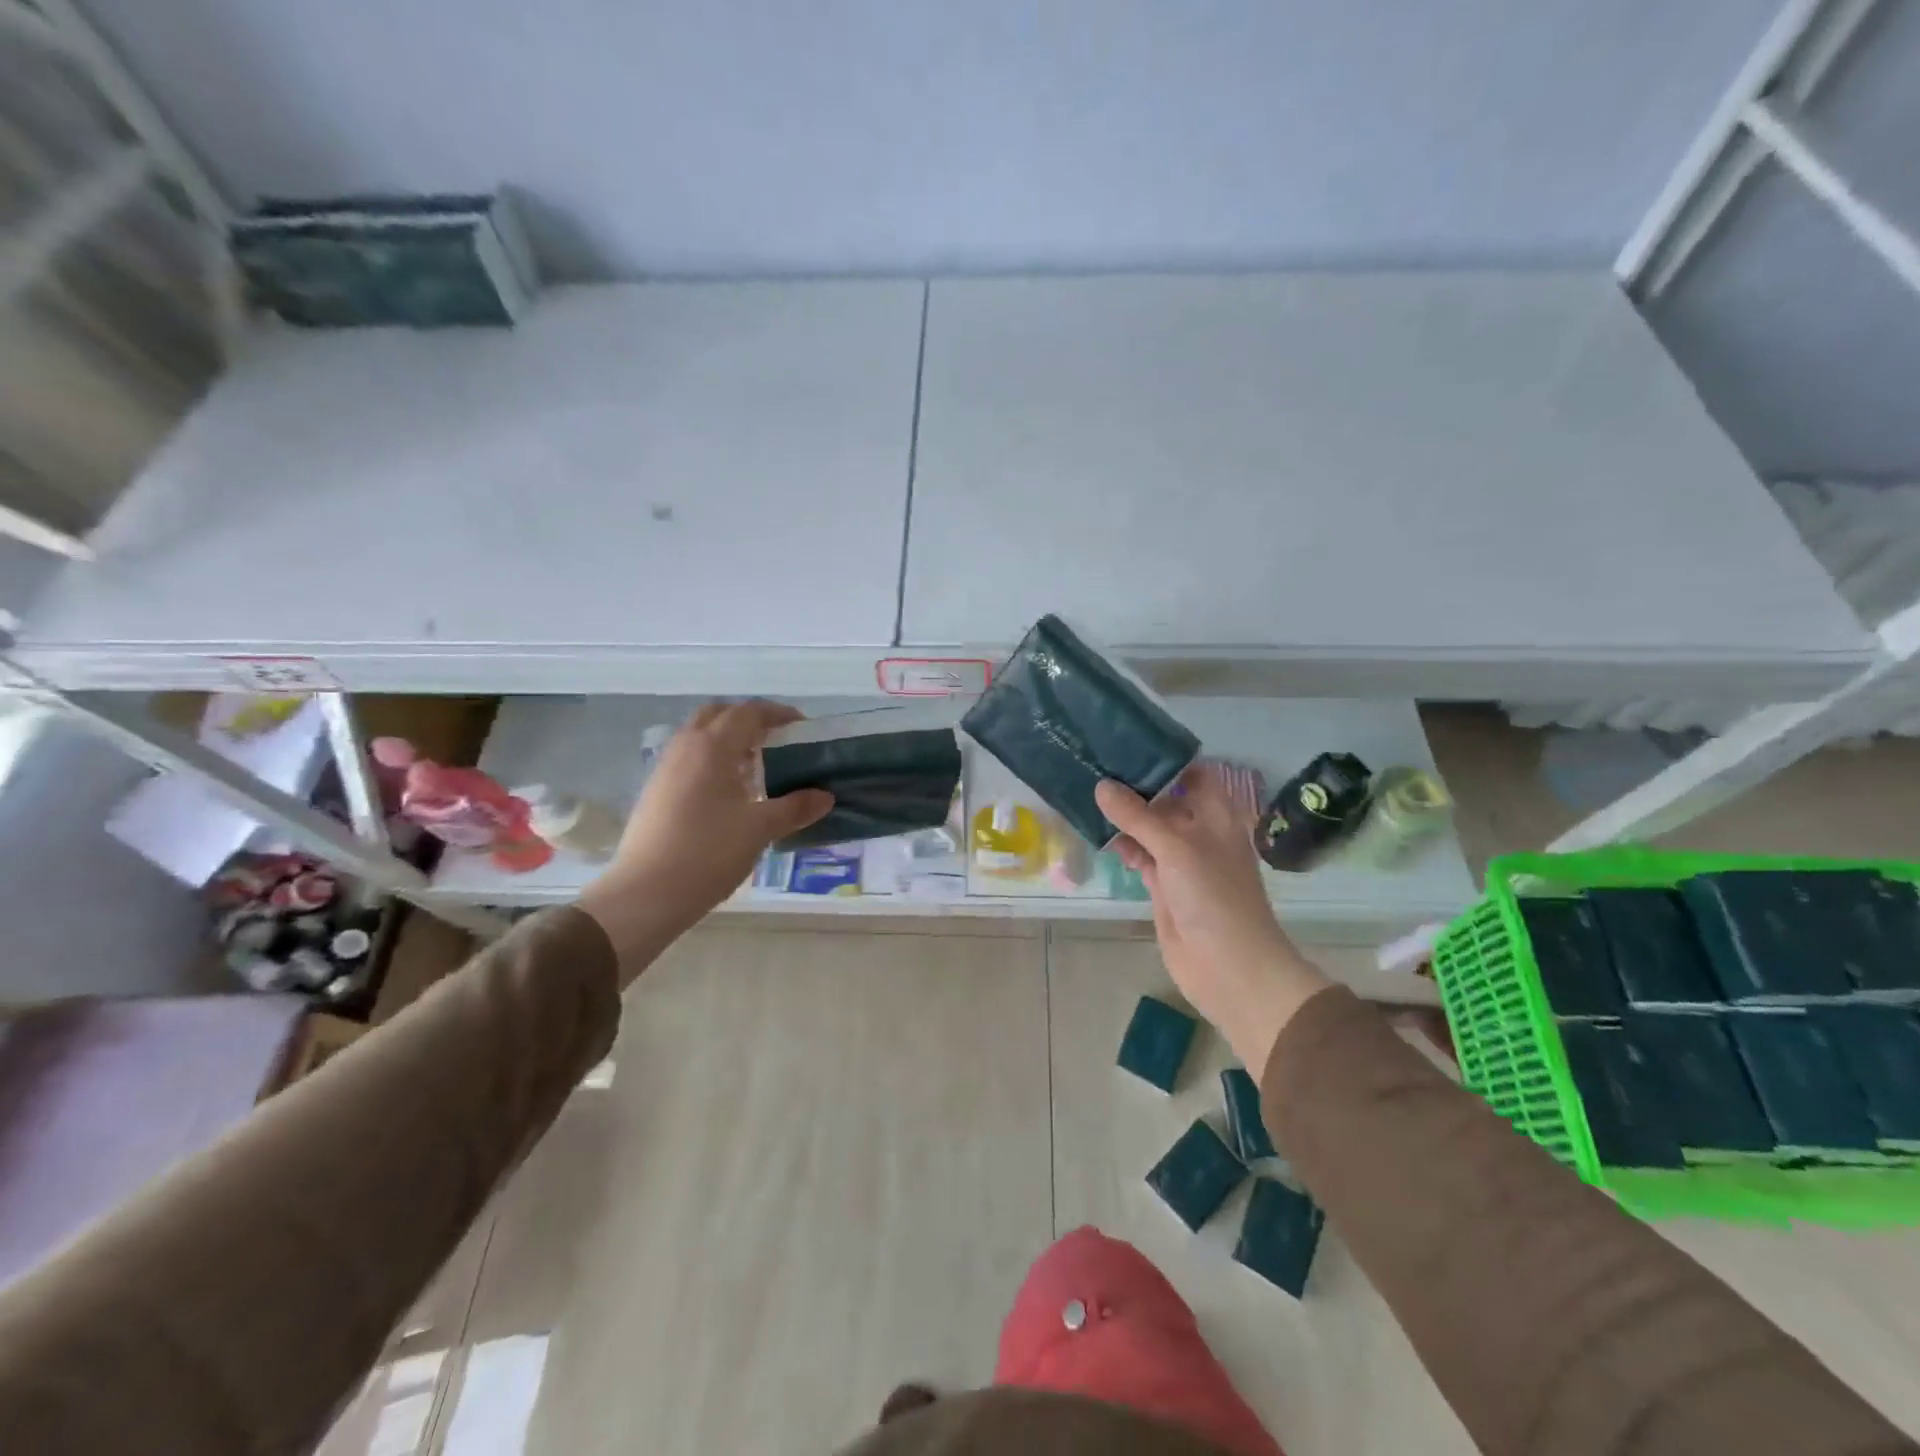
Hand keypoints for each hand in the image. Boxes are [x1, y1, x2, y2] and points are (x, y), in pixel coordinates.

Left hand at [579, 701, 832, 972]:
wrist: (646, 894)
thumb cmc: (708, 853)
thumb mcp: (760, 830)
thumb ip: (795, 808)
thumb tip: (825, 796)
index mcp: (713, 747)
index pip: (749, 712)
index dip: (777, 713)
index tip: (802, 726)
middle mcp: (686, 747)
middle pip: (718, 714)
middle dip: (748, 720)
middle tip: (775, 741)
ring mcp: (665, 768)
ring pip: (699, 736)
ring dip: (728, 740)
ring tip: (755, 767)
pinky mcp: (655, 791)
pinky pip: (688, 758)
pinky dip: (711, 760)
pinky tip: (728, 793)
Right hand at [1096, 772, 1329, 1073]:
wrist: (1229, 967)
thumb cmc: (1213, 896)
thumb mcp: (1176, 848)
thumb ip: (1138, 816)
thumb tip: (1102, 785)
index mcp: (1216, 816)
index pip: (1192, 774)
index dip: (1164, 759)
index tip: (1127, 742)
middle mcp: (1200, 832)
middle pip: (1166, 800)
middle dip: (1135, 786)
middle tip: (1095, 762)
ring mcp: (1181, 861)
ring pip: (1149, 829)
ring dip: (1124, 816)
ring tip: (1086, 791)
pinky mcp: (1164, 886)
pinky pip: (1140, 856)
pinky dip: (1122, 846)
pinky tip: (1097, 832)